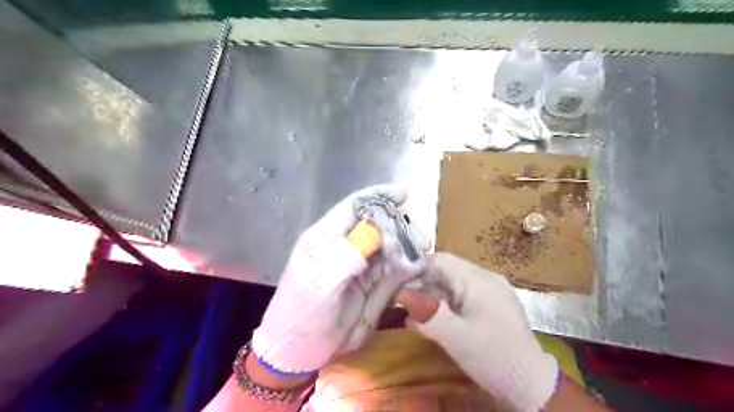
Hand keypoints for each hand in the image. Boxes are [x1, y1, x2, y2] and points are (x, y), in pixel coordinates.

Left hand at [252, 184, 427, 375]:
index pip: (354, 207)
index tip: (404, 192)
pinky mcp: (371, 284)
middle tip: (418, 239)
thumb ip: (347, 257)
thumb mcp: (320, 285)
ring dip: (406, 246)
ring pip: (388, 245)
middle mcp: (345, 246)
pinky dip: (407, 265)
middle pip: (376, 224)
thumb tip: (376, 236)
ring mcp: (359, 265)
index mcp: (326, 238)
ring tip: (421, 252)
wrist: (299, 352)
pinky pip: (393, 268)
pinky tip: (417, 267)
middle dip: (399, 226)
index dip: (378, 197)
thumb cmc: (302, 315)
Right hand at [399, 253, 559, 409]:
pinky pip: (462, 296)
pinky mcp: (491, 304)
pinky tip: (436, 320)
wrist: (532, 384)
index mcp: (478, 279)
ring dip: (432, 296)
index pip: (440, 260)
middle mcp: (485, 278)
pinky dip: (445, 305)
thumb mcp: (456, 337)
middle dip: (422, 285)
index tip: (397, 285)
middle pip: (445, 271)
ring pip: (452, 284)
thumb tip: (400, 294)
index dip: (416, 269)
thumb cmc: (493, 357)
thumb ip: (427, 314)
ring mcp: (490, 290)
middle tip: (403, 303)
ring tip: (415, 315)